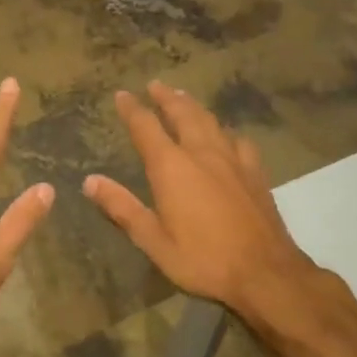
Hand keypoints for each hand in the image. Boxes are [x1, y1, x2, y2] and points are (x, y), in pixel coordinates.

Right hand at [84, 81, 329, 332]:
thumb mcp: (153, 240)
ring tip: (184, 98)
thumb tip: (90, 181)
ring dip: (193, 106)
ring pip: (210, 121)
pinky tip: (227, 134)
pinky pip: (238, 140)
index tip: (122, 95)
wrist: (265, 272)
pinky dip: (225, 130)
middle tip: (155, 85)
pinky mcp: (255, 172)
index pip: (146, 127)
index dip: (132, 109)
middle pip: (182, 114)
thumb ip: (122, 208)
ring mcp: (233, 160)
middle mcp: (202, 153)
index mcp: (172, 167)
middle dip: (166, 98)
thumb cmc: (203, 259)